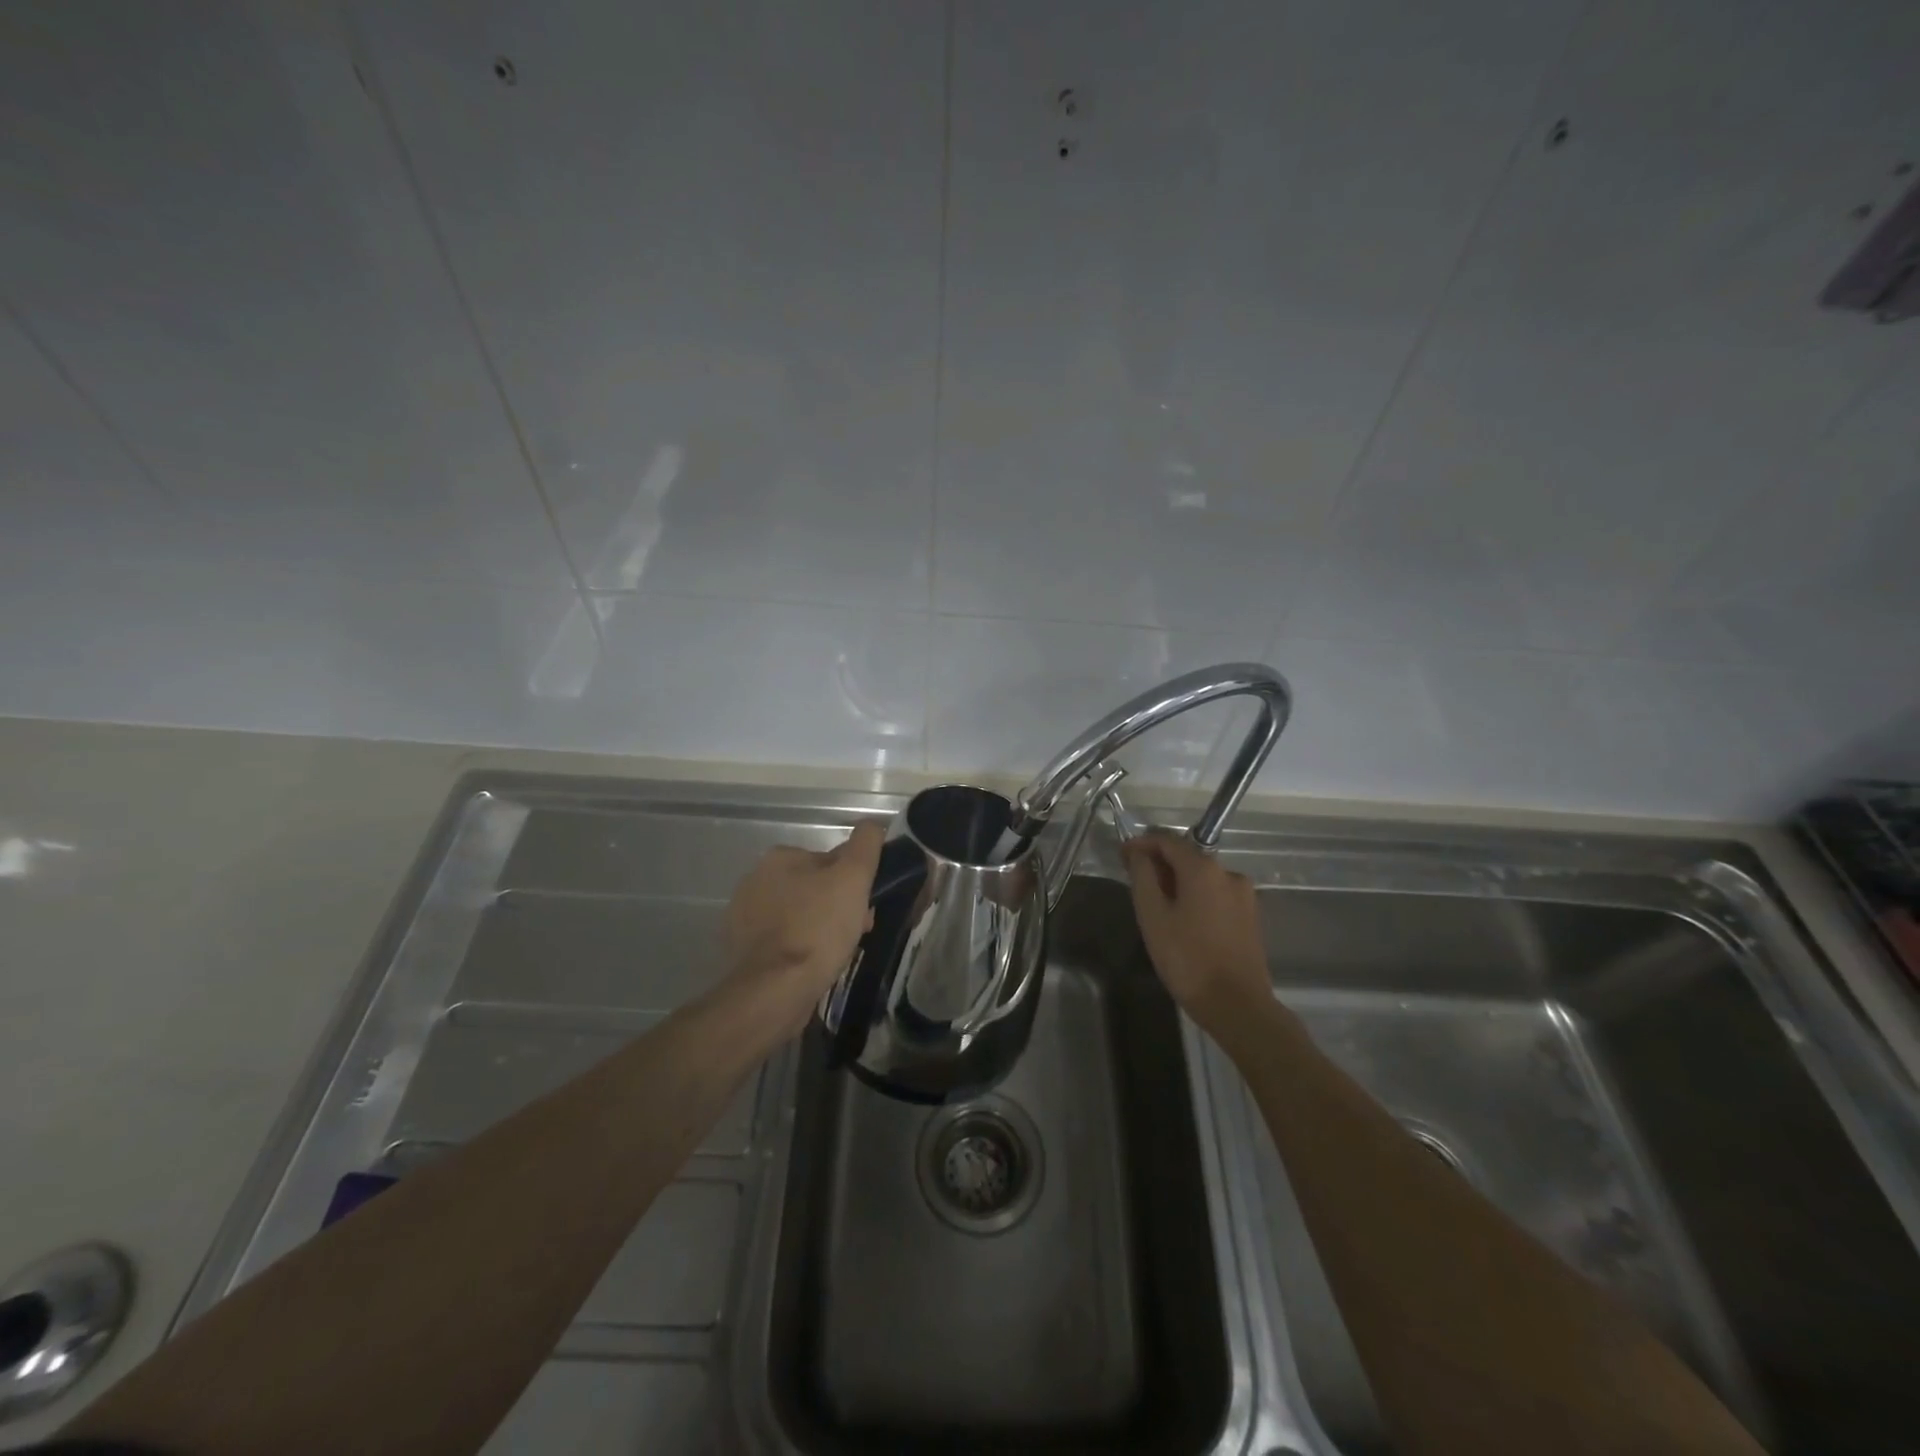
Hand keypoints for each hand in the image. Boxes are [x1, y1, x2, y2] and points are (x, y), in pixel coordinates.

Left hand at [719, 820, 884, 1041]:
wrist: (774, 991)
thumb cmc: (817, 928)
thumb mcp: (853, 877)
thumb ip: (865, 845)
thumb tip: (872, 826)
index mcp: (779, 857)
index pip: (830, 862)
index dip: (854, 883)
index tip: (867, 908)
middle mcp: (755, 880)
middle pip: (814, 888)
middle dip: (837, 908)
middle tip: (857, 933)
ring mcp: (744, 917)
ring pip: (799, 916)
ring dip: (820, 929)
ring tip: (836, 955)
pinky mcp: (742, 951)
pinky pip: (783, 942)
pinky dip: (799, 950)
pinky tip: (812, 967)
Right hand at [1121, 829, 1271, 1031]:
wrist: (1237, 1005)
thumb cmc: (1187, 958)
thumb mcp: (1153, 916)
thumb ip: (1143, 876)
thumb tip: (1138, 853)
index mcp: (1203, 868)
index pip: (1167, 840)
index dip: (1141, 844)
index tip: (1121, 856)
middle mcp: (1228, 873)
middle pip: (1187, 857)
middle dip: (1159, 864)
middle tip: (1134, 881)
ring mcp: (1244, 895)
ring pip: (1202, 877)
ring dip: (1177, 882)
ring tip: (1155, 904)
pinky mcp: (1250, 916)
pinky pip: (1215, 894)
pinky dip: (1195, 897)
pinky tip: (1181, 919)